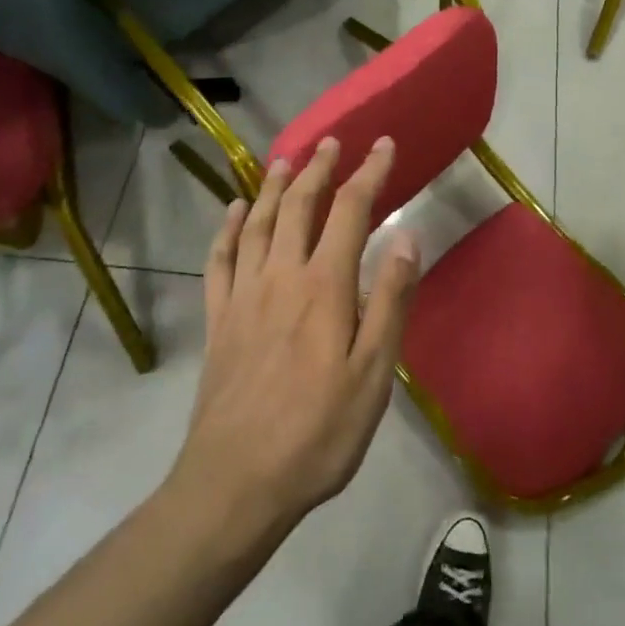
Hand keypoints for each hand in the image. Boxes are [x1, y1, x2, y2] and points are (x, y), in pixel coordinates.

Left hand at [168, 137, 420, 533]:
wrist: (235, 483)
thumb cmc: (318, 432)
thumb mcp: (373, 373)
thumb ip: (390, 299)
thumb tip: (406, 234)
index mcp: (324, 285)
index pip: (350, 210)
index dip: (369, 172)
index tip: (383, 144)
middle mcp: (281, 275)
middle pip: (300, 205)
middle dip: (318, 168)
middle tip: (331, 142)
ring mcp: (243, 295)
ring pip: (258, 223)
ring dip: (274, 186)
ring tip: (285, 159)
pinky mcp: (218, 319)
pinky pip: (219, 260)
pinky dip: (227, 228)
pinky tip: (234, 210)